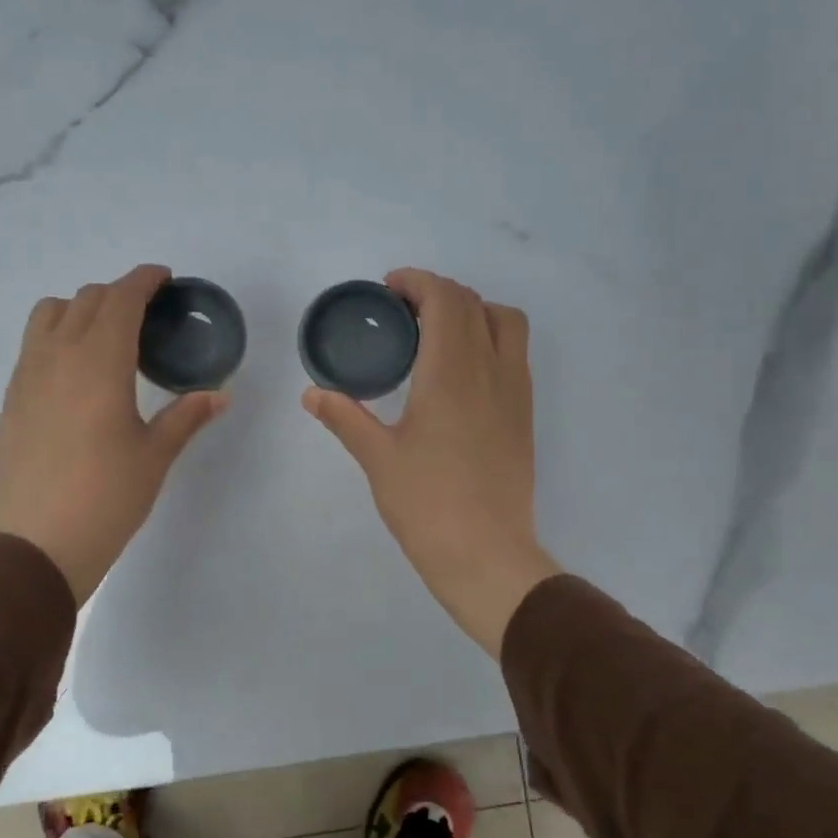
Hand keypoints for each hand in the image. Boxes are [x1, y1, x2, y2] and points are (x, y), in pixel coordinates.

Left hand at [0, 264, 227, 603]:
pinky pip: (33, 345)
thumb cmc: (105, 498)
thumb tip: (220, 394)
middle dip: (118, 294)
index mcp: (99, 362)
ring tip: (106, 336)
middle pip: (85, 299)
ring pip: (49, 314)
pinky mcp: (11, 399)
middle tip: (147, 314)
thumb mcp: (154, 456)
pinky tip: (77, 372)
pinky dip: (57, 336)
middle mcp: (57, 356)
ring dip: (80, 309)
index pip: (120, 299)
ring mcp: (26, 376)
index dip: (143, 280)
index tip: (164, 279)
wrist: (34, 546)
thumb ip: (186, 417)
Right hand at [302, 268, 561, 658]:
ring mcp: (515, 391)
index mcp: (450, 373)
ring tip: (437, 334)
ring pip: (505, 322)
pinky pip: (514, 353)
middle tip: (402, 312)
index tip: (389, 290)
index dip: (417, 282)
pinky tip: (460, 372)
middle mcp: (490, 370)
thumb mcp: (378, 459)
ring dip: (472, 311)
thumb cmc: (427, 505)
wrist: (486, 555)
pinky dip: (489, 338)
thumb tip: (312, 393)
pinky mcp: (525, 414)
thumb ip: (345, 417)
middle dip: (438, 293)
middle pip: (474, 303)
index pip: (445, 299)